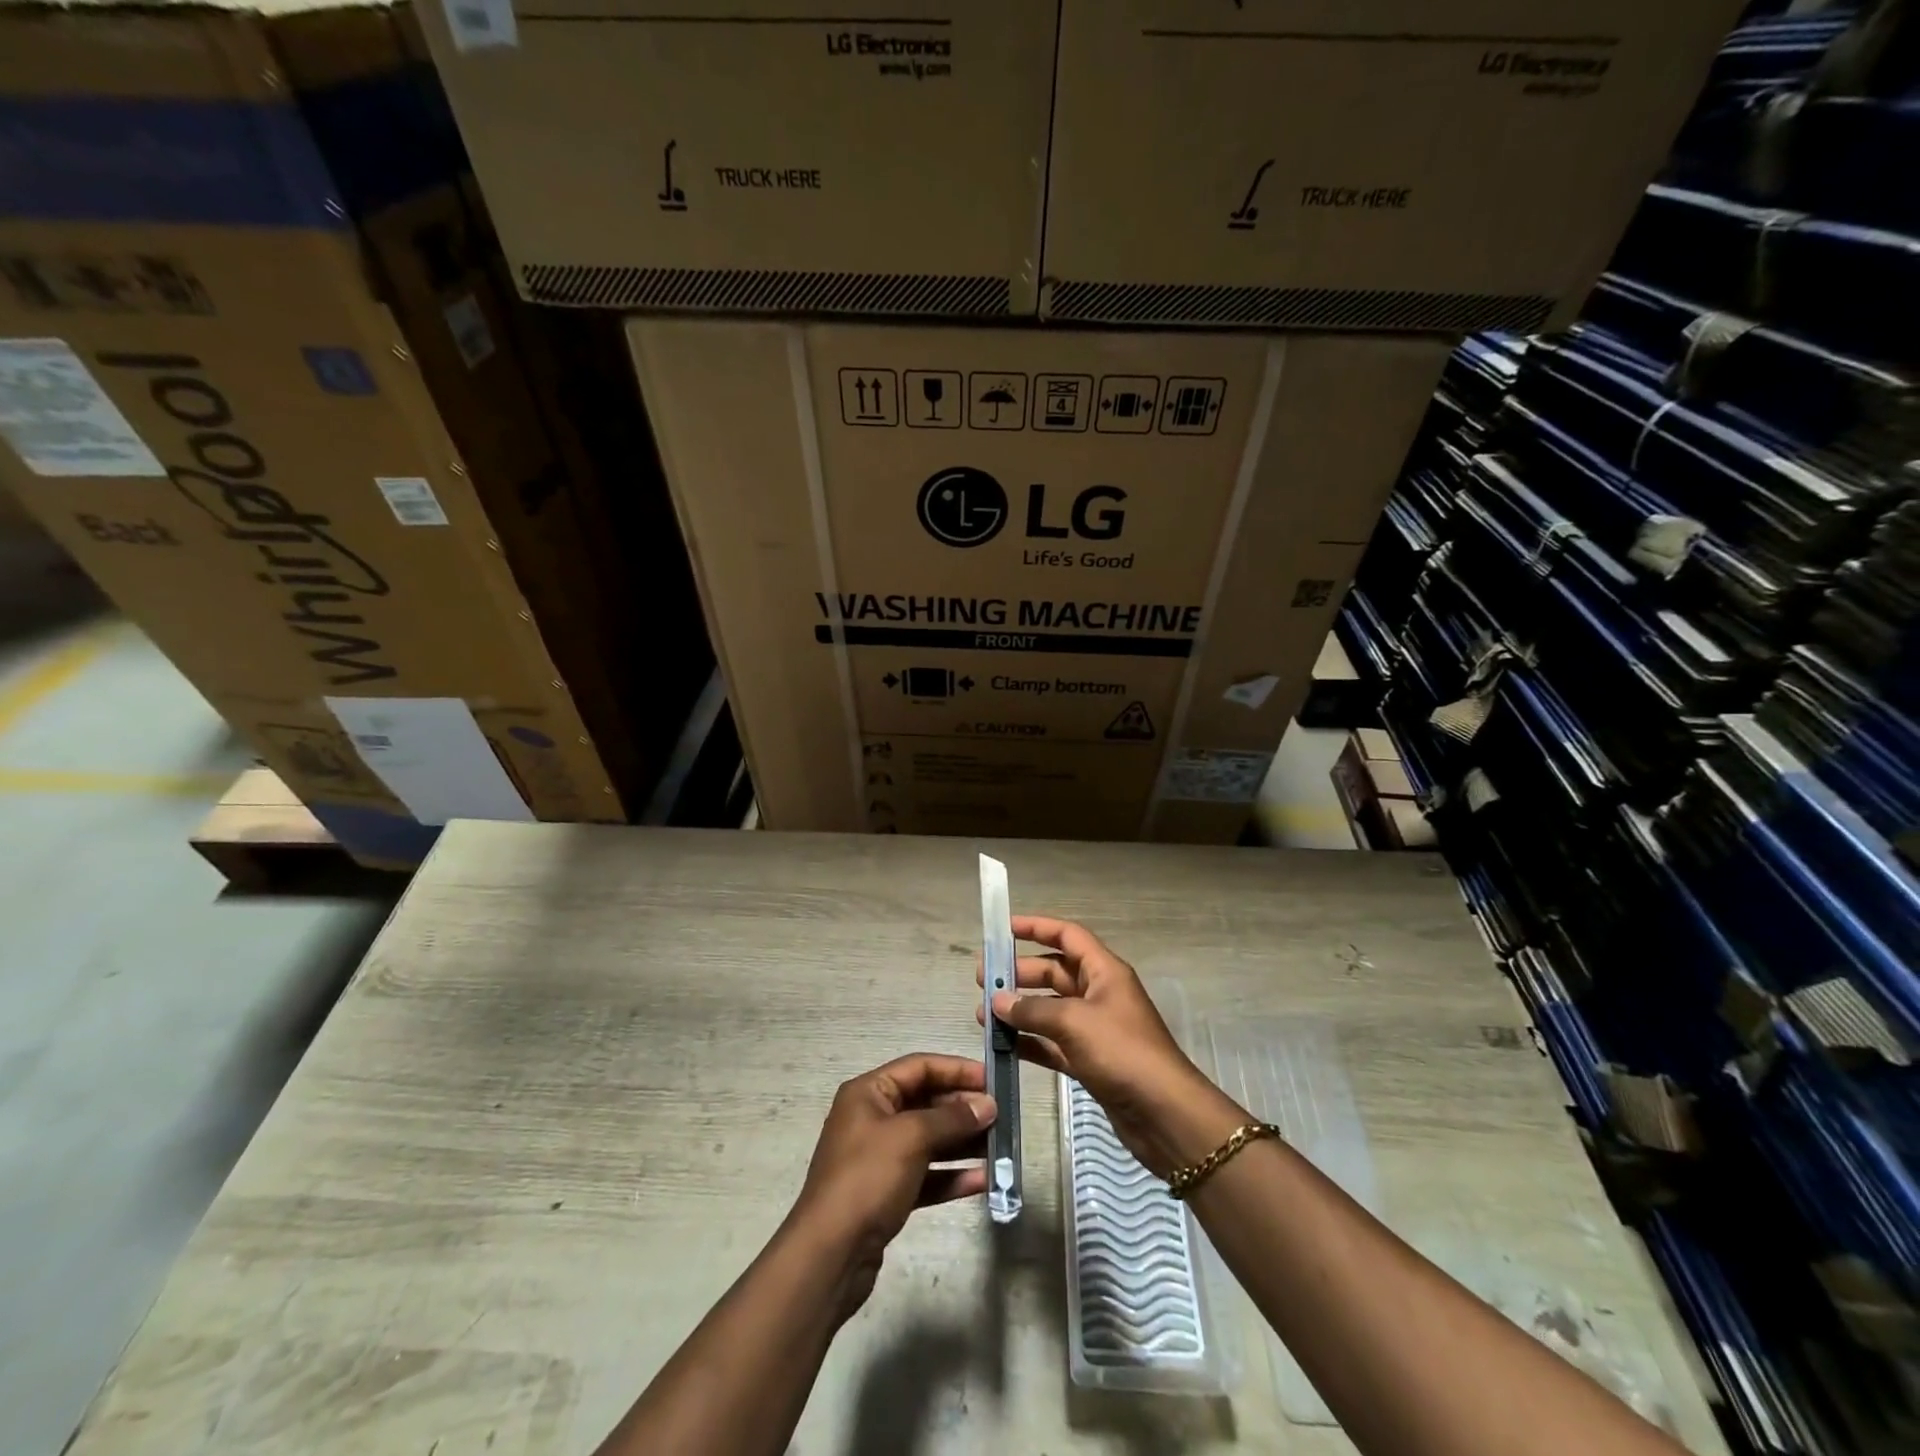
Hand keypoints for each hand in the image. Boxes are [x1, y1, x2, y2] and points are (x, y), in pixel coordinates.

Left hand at [788, 1053, 996, 1318]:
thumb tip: (987, 1105)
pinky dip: (951, 1176)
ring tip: (1000, 1147)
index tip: (992, 1080)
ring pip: (929, 1141)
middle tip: (1002, 1117)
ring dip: (963, 1143)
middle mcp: (873, 1119)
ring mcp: (880, 1158)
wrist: (829, 1255)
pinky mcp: (887, 1193)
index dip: (956, 1070)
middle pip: (926, 1103)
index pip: (919, 1067)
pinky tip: (982, 1181)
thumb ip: (952, 1119)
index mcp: (869, 1093)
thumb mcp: (911, 1138)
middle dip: (963, 1109)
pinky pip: (926, 1175)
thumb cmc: (867, 1179)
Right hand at [977, 916, 1246, 1176]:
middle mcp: (1099, 994)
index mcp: (1104, 971)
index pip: (1067, 935)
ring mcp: (1095, 1029)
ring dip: (1020, 1009)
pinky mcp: (1091, 1062)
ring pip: (1050, 1009)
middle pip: (1054, 972)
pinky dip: (1030, 1042)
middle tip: (983, 980)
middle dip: (1020, 973)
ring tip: (984, 1014)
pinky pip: (1053, 1043)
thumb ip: (1032, 1009)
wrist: (1164, 1114)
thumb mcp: (1074, 1022)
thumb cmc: (1122, 1052)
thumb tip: (996, 1000)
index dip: (1037, 927)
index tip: (1004, 929)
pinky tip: (1003, 1046)